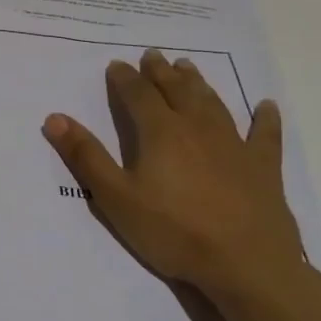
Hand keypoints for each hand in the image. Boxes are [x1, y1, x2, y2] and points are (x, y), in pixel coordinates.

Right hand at [42, 52, 305, 304]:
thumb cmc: (174, 232)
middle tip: (152, 55)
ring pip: (213, 103)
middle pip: (176, 90)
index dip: (125, 78)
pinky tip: (266, 106)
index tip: (116, 64)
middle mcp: (197, 128)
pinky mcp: (263, 167)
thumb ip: (85, 156)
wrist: (247, 266)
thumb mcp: (116, 198)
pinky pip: (264, 135)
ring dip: (198, 83)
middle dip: (160, 71)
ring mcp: (234, 145)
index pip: (138, 94)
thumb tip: (54, 118)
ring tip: (188, 67)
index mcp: (160, 132)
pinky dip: (265, 118)